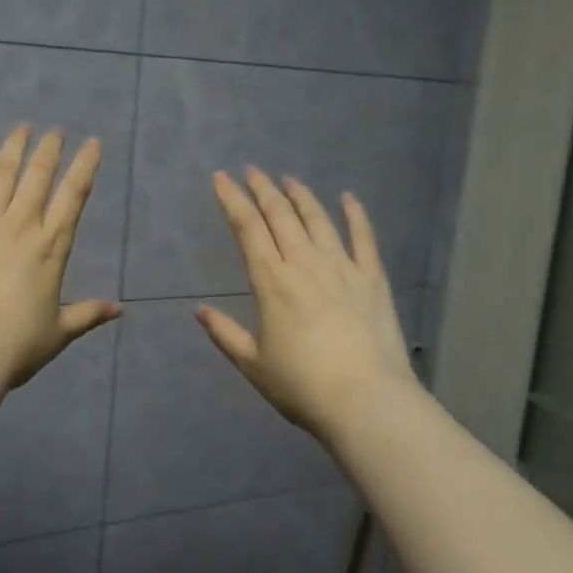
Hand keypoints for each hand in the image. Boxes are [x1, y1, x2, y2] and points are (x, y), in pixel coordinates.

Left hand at [0, 126, 120, 392]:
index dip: (85, 166)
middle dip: (50, 150)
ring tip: (22, 128)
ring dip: (13, 147)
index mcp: (51, 247)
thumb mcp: (59, 333)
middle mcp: (20, 226)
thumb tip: (120, 309)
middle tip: (55, 131)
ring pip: (1, 174)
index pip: (74, 196)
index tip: (93, 143)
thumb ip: (88, 314)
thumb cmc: (15, 347)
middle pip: (39, 177)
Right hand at [199, 168, 417, 441]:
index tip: (222, 178)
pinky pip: (363, 238)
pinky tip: (348, 198)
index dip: (233, 200)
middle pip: (280, 216)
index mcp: (271, 282)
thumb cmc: (302, 386)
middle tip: (252, 171)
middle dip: (262, 189)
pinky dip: (355, 215)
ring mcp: (342, 268)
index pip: (247, 229)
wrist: (366, 401)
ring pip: (318, 220)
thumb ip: (225, 334)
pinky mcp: (372, 279)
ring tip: (289, 180)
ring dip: (301, 196)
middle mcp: (304, 264)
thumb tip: (200, 311)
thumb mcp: (253, 364)